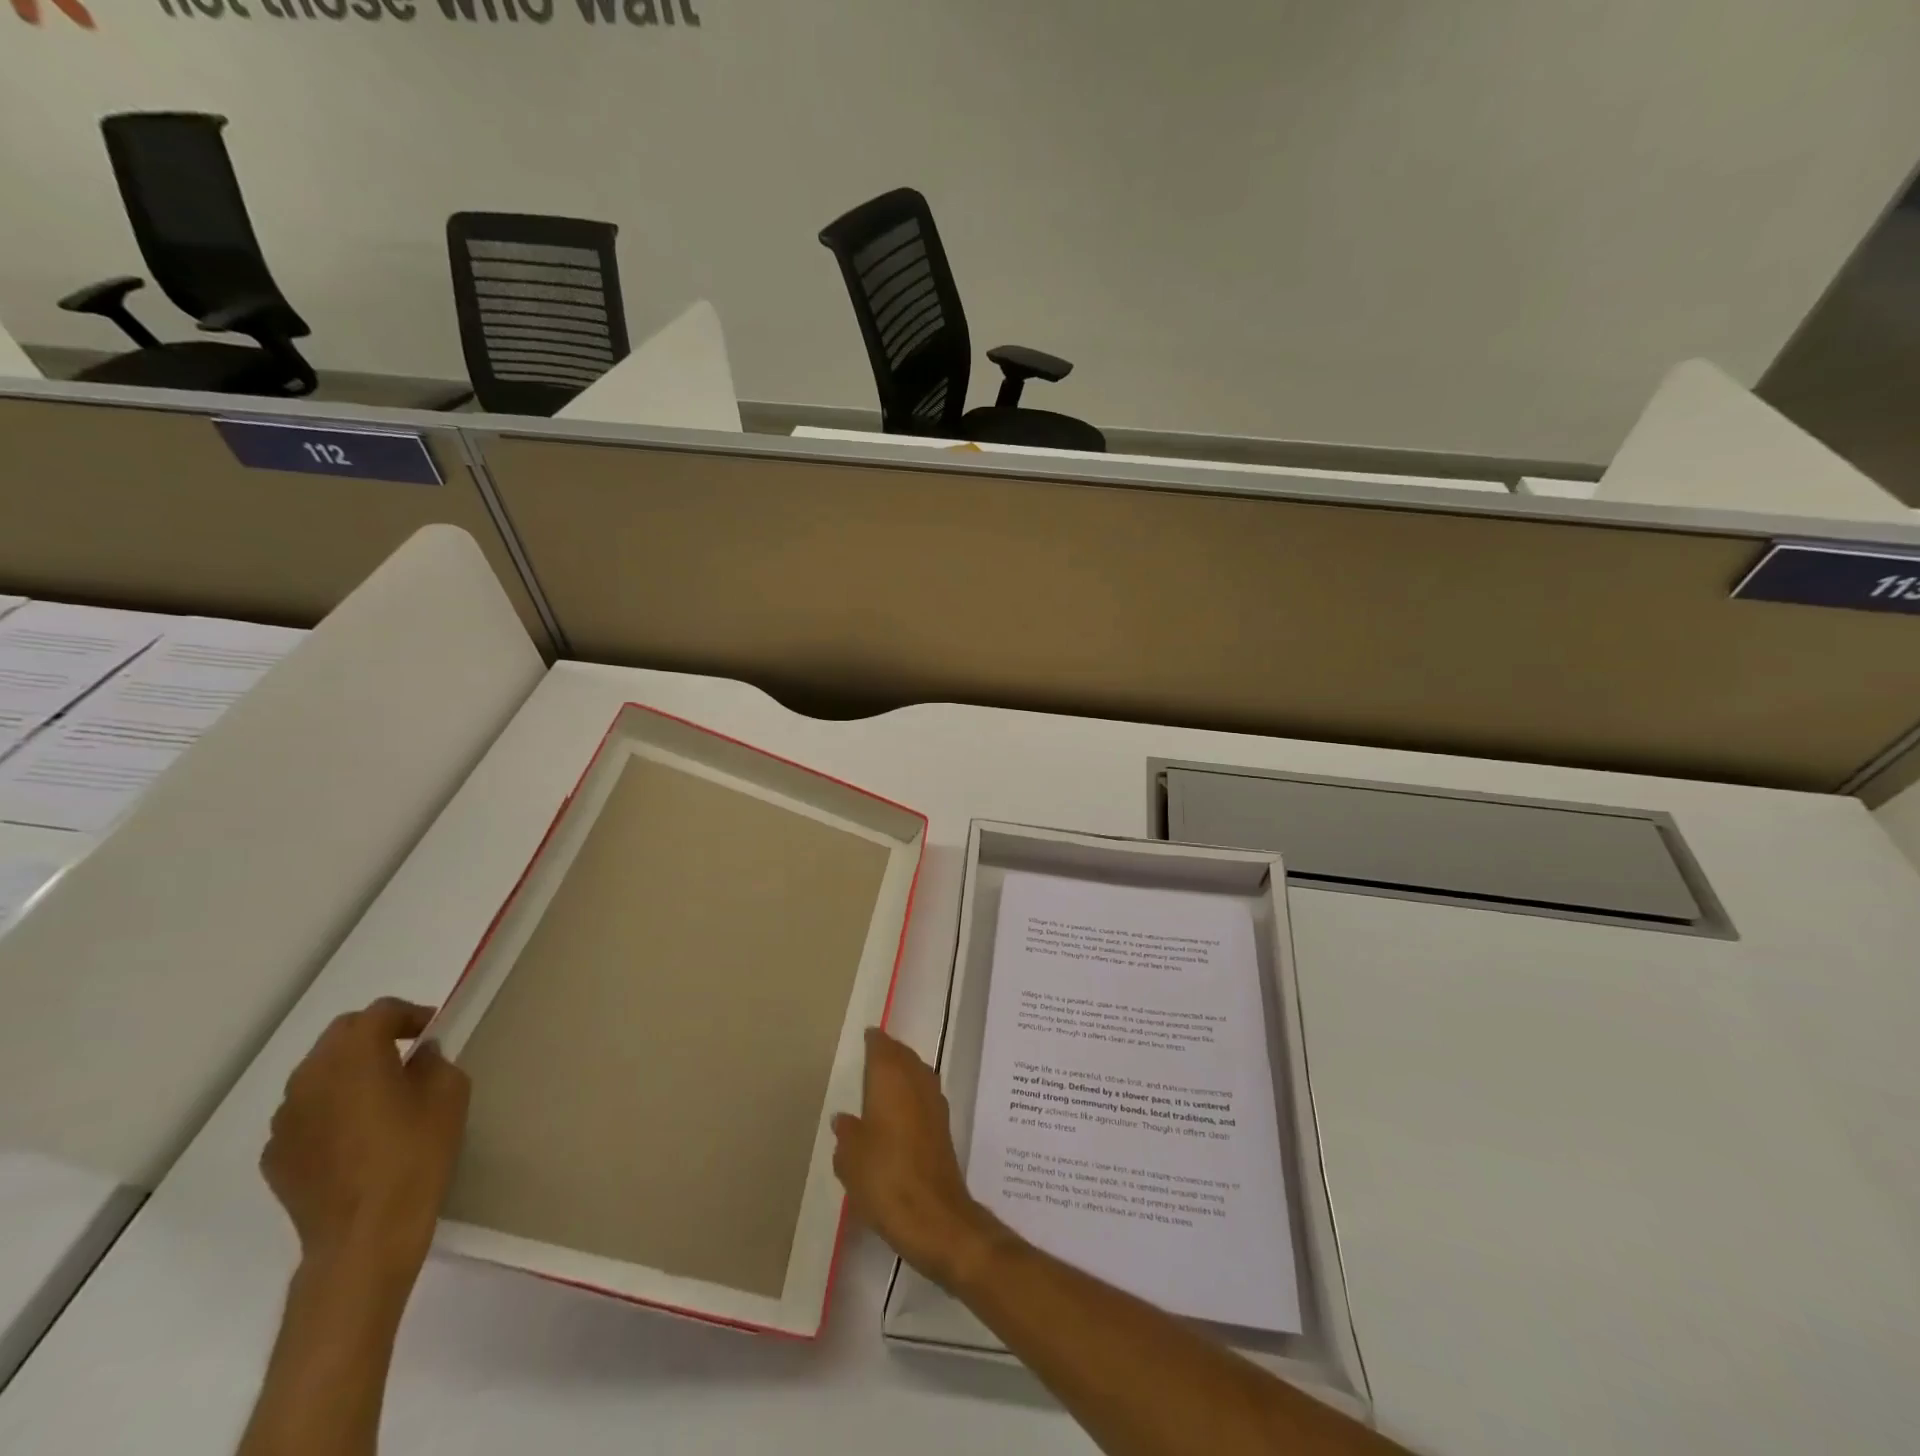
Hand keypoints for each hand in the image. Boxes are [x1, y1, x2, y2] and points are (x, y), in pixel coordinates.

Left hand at [261, 997, 469, 1287]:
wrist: (365, 1234)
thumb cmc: (415, 1153)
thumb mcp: (449, 1095)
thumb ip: (434, 1064)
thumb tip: (419, 1059)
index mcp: (354, 1056)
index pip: (378, 1012)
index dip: (409, 1014)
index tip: (433, 1030)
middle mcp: (309, 1078)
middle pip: (340, 1036)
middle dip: (374, 1036)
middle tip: (407, 1052)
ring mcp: (285, 1120)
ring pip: (318, 1075)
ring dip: (348, 1072)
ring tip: (381, 1095)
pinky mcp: (276, 1155)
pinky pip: (306, 1115)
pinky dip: (330, 1110)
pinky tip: (356, 1136)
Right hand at [832, 1027, 1007, 1290]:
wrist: (935, 1217)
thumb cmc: (885, 1179)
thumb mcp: (850, 1159)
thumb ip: (847, 1134)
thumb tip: (845, 1118)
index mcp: (891, 1081)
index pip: (883, 1048)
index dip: (874, 1041)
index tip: (867, 1035)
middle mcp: (917, 1083)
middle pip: (904, 1057)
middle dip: (891, 1052)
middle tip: (874, 1052)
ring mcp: (935, 1105)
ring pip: (918, 1074)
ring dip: (905, 1070)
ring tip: (886, 1078)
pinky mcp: (943, 1128)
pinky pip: (925, 1095)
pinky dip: (913, 1091)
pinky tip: (902, 1108)